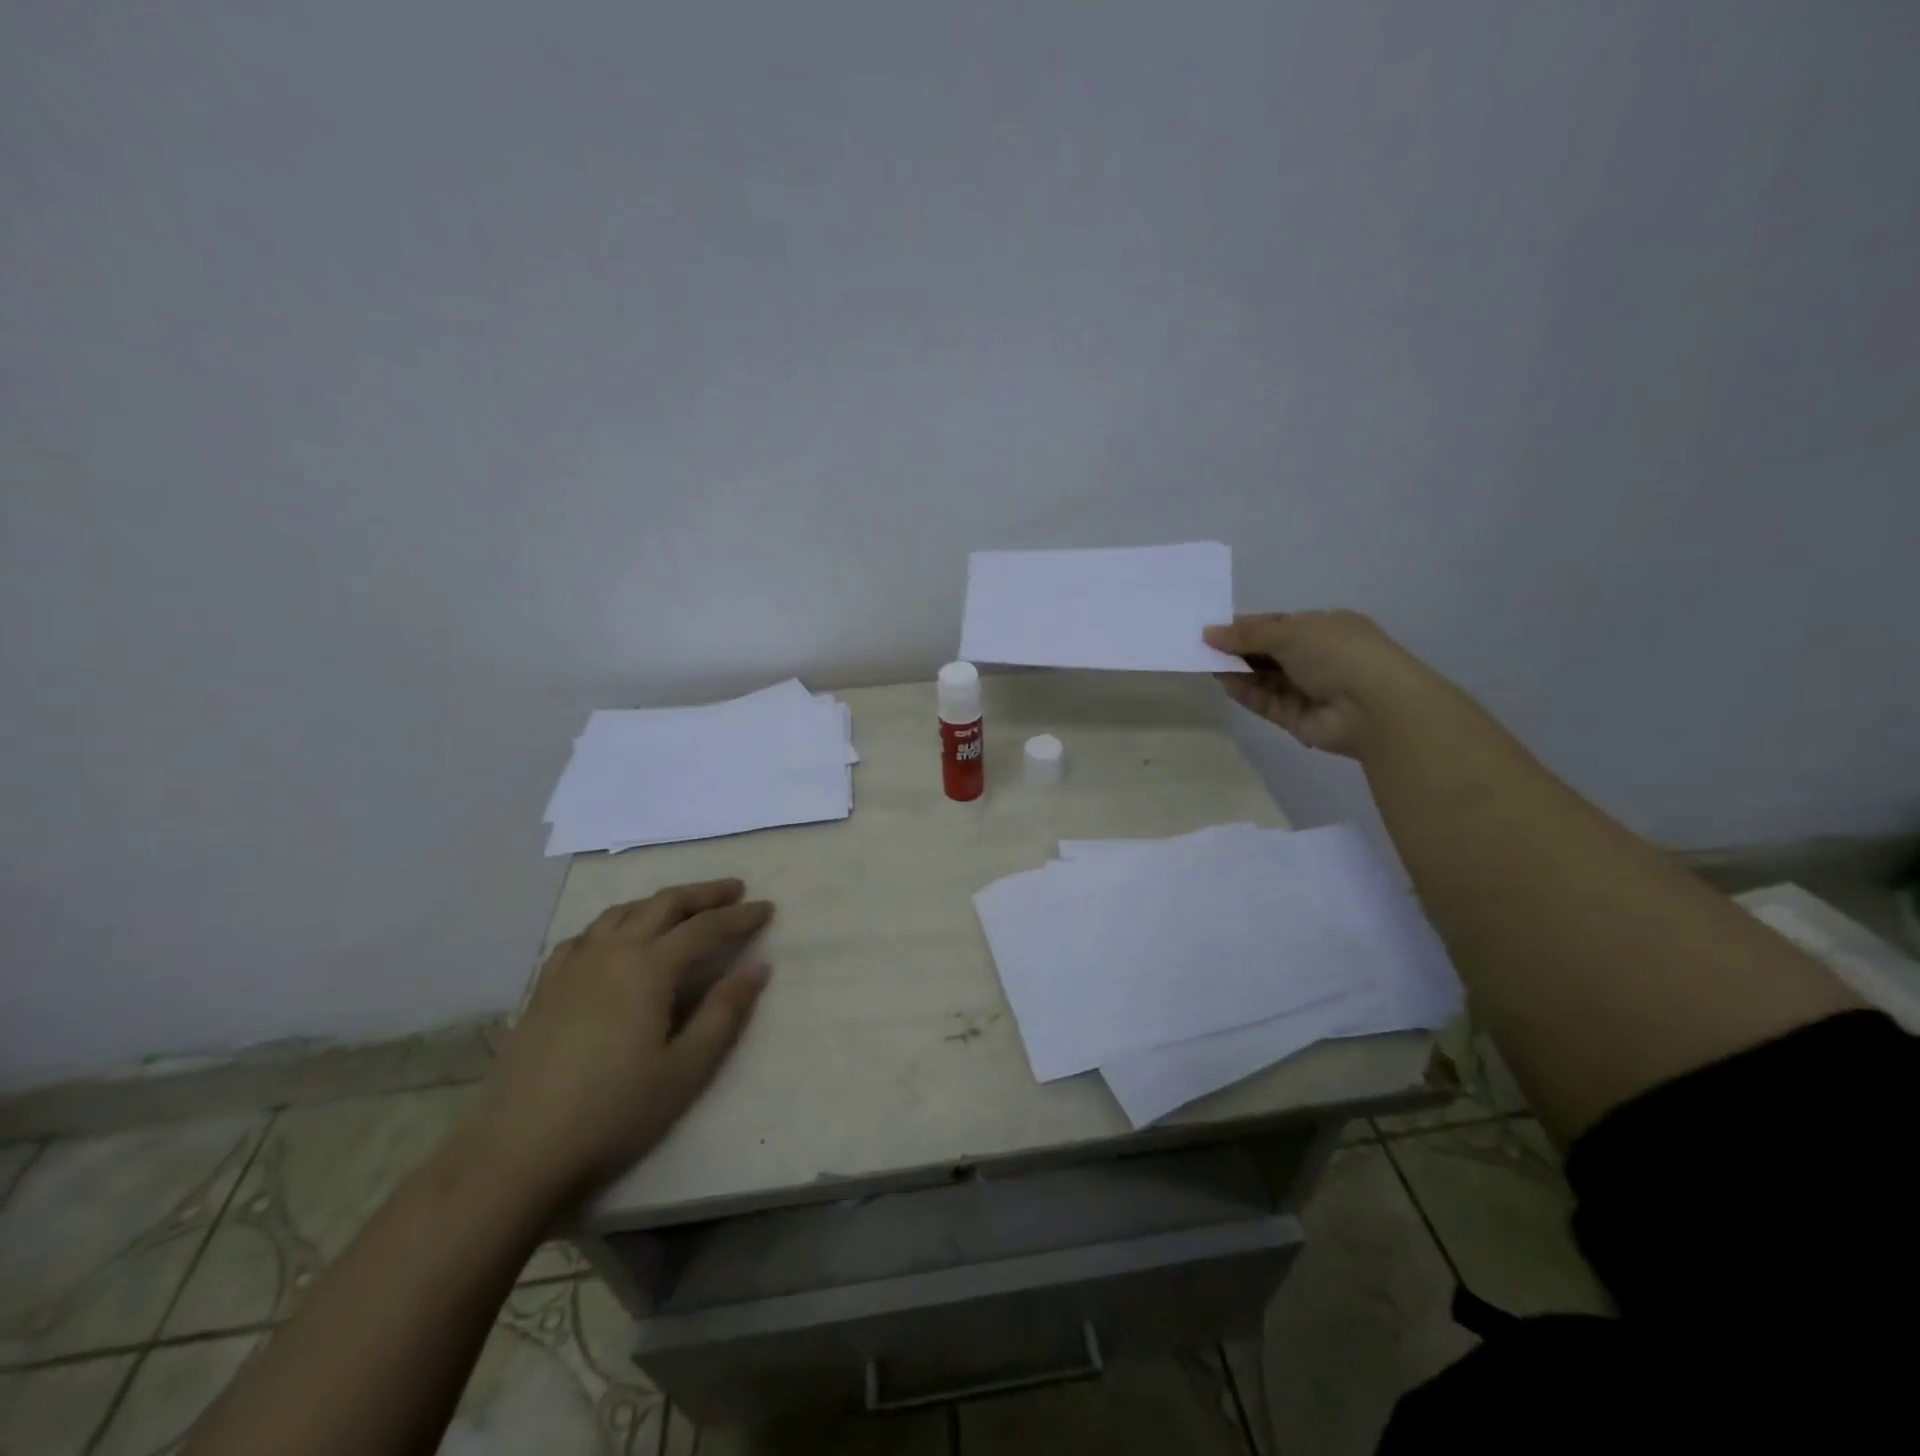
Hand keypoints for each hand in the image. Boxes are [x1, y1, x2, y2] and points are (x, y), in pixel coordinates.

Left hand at [470, 879, 772, 1201]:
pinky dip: (613, 923)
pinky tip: (614, 938)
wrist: (517, 1152)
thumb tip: (759, 966)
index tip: (767, 908)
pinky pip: (584, 936)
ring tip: (682, 906)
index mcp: (648, 968)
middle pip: (663, 905)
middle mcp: (611, 953)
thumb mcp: (685, 1069)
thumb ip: (725, 1012)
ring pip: (622, 912)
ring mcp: (572, 967)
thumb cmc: (614, 1112)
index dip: (739, 917)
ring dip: (659, 902)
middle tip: (734, 889)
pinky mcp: (545, 988)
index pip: (705, 928)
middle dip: (703, 893)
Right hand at [1203, 610, 1426, 757]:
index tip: (1214, 629)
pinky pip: (1266, 702)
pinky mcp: (1297, 718)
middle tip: (1202, 647)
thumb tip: (1209, 633)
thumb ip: (1247, 634)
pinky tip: (1224, 682)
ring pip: (1265, 678)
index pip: (1278, 624)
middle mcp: (1317, 657)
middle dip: (1238, 649)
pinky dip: (1246, 692)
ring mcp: (1308, 689)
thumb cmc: (1338, 653)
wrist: (1375, 707)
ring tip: (1206, 664)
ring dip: (1238, 671)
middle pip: (1268, 652)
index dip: (1246, 626)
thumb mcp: (1290, 632)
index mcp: (1324, 628)